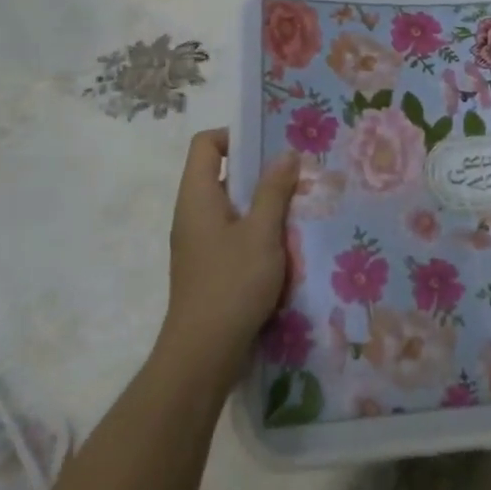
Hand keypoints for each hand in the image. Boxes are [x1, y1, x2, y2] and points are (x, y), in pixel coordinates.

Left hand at [159, 129, 299, 372]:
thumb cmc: (232, 283)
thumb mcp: (262, 232)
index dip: (235, 135)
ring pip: (231, 206)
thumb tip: (286, 153)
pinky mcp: (209, 267)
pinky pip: (232, 233)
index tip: (269, 147)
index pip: (205, 144)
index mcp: (197, 196)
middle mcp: (192, 214)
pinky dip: (256, 229)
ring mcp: (199, 242)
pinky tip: (284, 243)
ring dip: (262, 203)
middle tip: (295, 174)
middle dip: (259, 171)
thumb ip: (274, 190)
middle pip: (221, 173)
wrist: (203, 354)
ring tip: (297, 207)